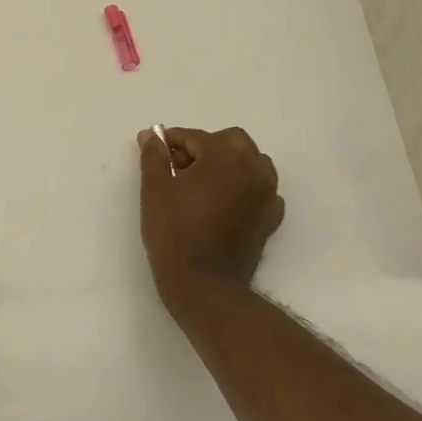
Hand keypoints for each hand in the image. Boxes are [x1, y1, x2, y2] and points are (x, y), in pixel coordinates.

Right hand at [136, 127, 284, 311]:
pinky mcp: (270, 219)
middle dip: (205, 148)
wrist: (204, 285)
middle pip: (232, 142)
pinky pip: (260, 190)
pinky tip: (222, 204)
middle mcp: (254, 170)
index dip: (172, 142)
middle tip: (178, 168)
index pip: (197, 137)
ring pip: (252, 163)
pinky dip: (243, 188)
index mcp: (227, 157)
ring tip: (201, 185)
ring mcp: (267, 195)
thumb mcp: (155, 189)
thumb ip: (154, 156)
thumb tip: (150, 136)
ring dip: (228, 164)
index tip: (155, 152)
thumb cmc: (175, 231)